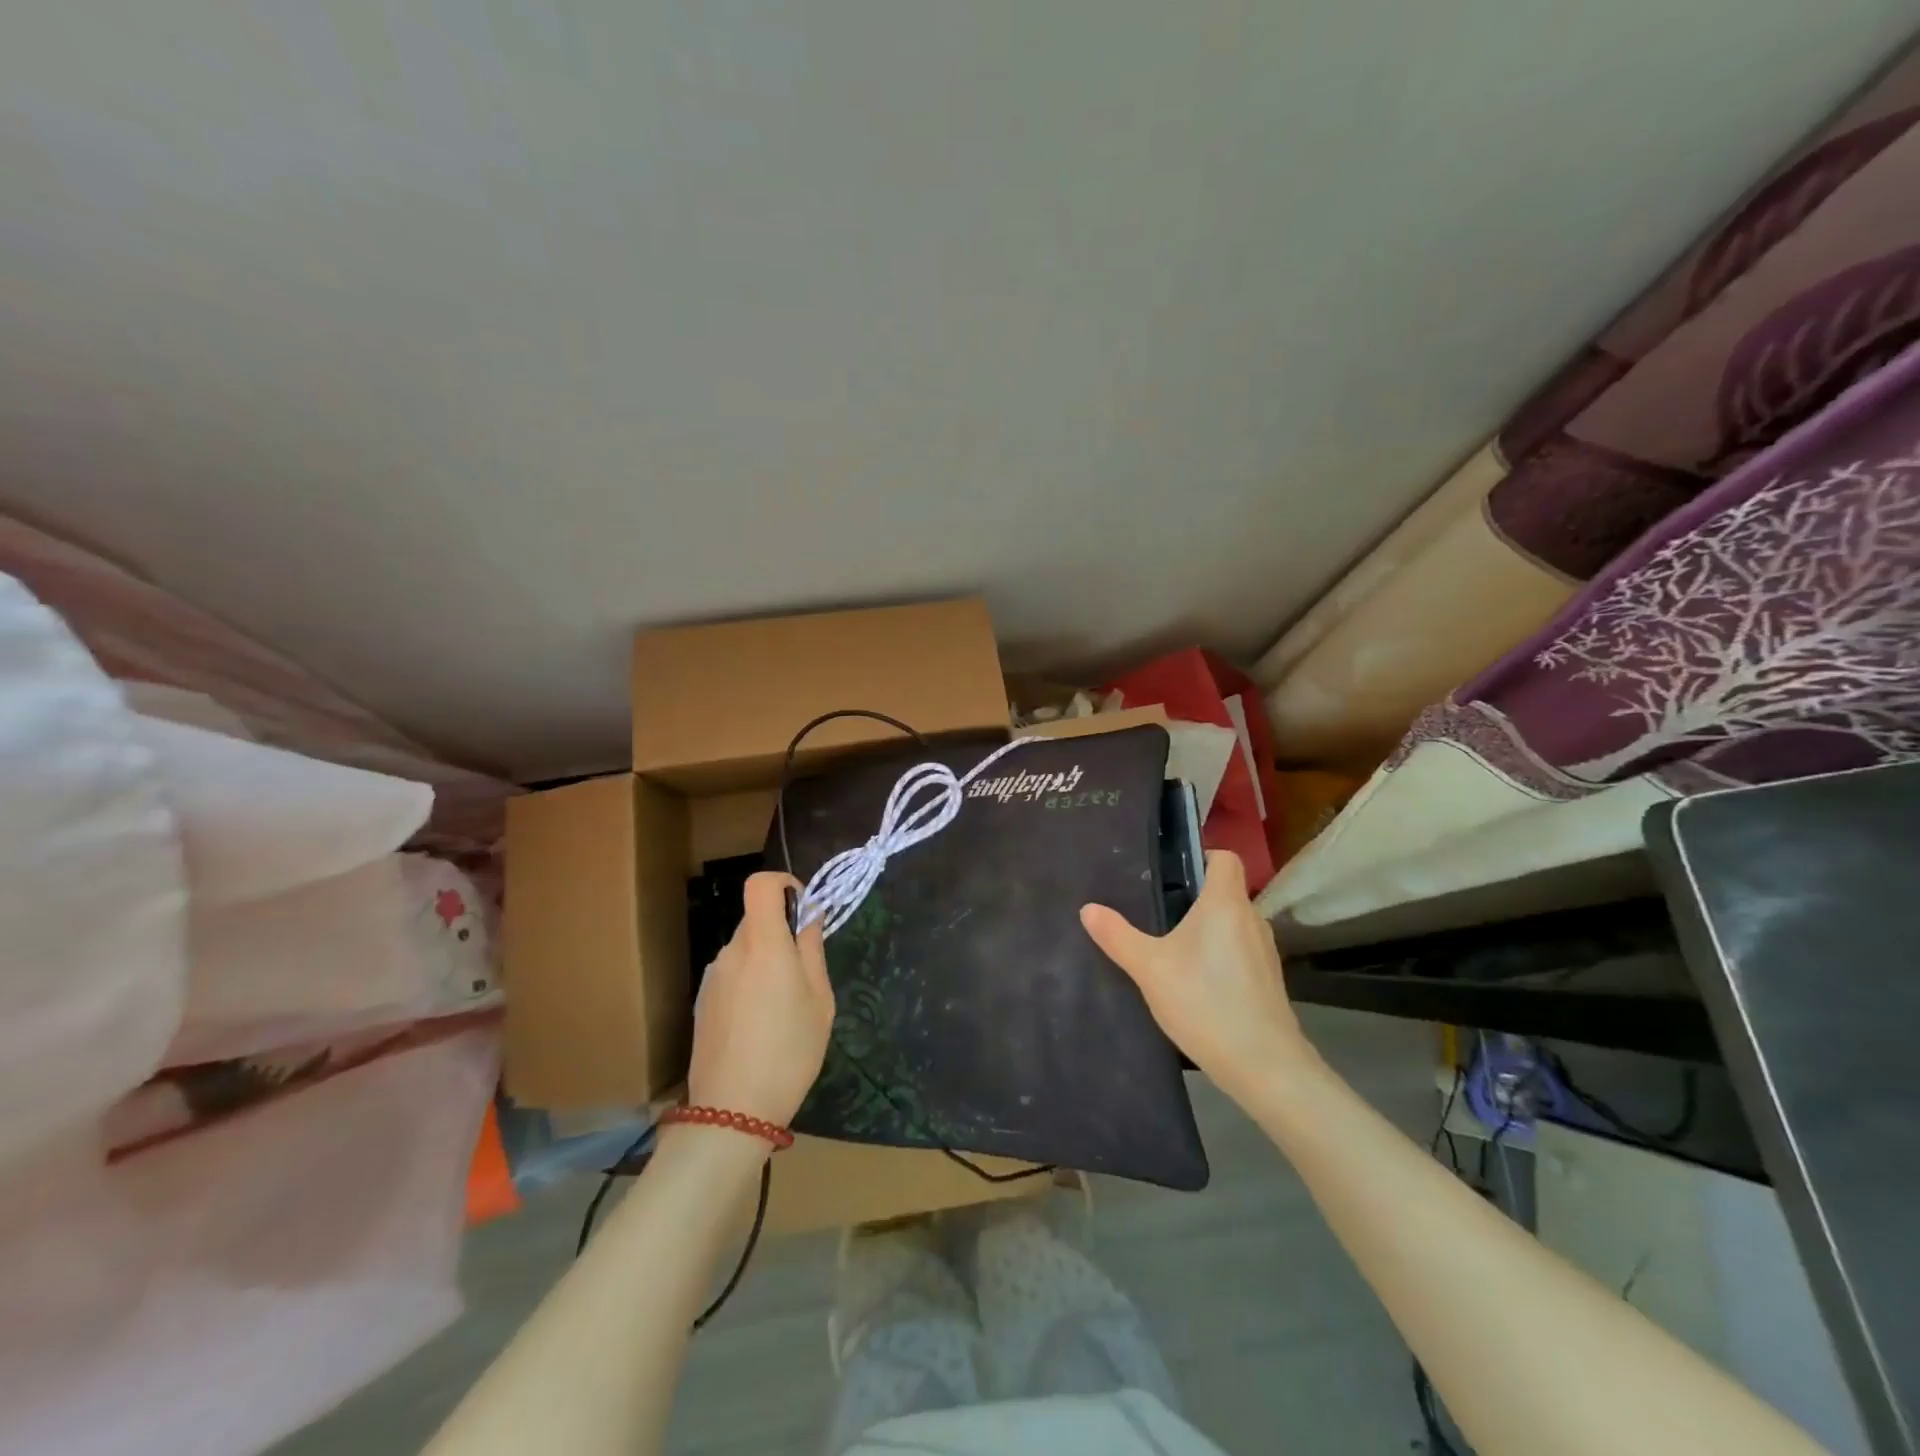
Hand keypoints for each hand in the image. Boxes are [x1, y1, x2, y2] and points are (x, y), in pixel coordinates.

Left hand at [687, 871, 835, 1126]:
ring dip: (765, 961)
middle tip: (804, 974)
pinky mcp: (702, 1001)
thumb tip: (809, 916)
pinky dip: (749, 983)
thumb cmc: (790, 1051)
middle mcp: (732, 951)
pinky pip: (732, 974)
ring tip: (782, 1008)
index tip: (802, 908)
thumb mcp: (820, 1001)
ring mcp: (712, 977)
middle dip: (781, 932)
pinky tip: (758, 1025)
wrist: (732, 1111)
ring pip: (745, 949)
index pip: (760, 884)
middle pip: (755, 919)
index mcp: (763, 943)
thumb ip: (812, 950)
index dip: (783, 884)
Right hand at [1080, 850, 1307, 1099]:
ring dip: (1207, 928)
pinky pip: (1240, 950)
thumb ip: (1117, 936)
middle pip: (1225, 891)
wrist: (1264, 1065)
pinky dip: (1220, 954)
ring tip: (1171, 945)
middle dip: (1194, 897)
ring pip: (1233, 923)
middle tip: (1156, 910)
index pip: (1225, 858)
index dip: (1201, 856)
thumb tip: (1088, 908)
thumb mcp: (1149, 968)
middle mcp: (1251, 919)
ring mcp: (1265, 952)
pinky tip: (1195, 980)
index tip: (1170, 872)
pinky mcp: (1268, 980)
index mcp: (1225, 903)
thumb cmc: (1205, 1002)